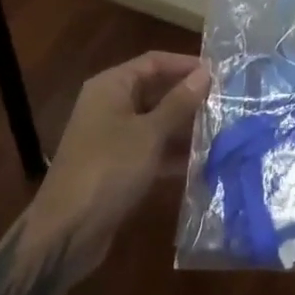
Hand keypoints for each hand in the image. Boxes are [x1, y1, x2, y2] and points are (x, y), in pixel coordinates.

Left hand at [19, 51, 208, 292]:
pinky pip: (150, 150)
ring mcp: (112, 137)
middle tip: (227, 103)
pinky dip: (173, 154)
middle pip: (155, 91)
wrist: (67, 232)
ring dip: (185, 127)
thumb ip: (179, 103)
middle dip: (189, 97)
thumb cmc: (109, 169)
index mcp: (111, 86)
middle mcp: (109, 105)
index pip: (154, 62)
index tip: (220, 73)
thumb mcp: (149, 133)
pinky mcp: (117, 166)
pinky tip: (203, 163)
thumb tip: (205, 73)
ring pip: (155, 122)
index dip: (186, 64)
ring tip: (223, 130)